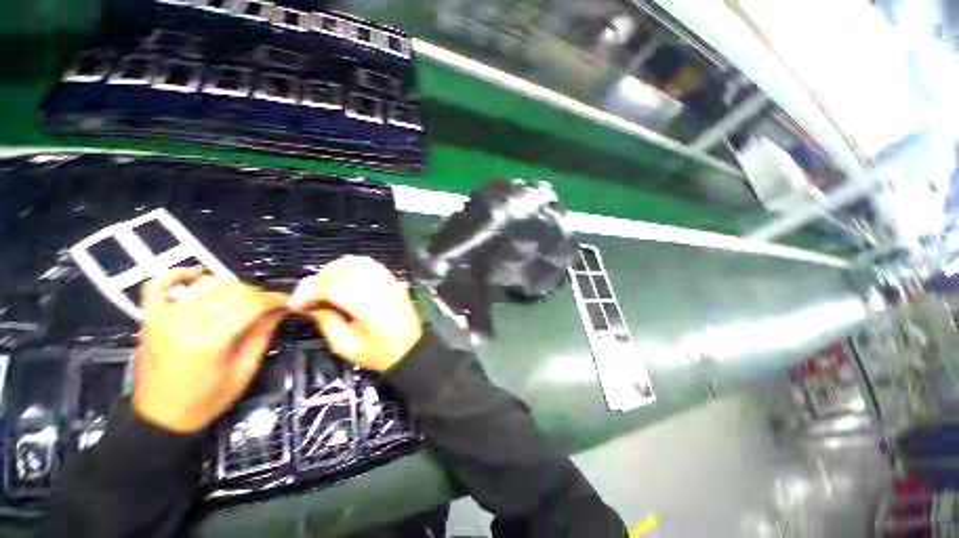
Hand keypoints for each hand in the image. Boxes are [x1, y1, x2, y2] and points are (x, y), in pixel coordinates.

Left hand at [133, 268, 288, 433]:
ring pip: (205, 284)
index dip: (274, 299)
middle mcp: (186, 322)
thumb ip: (261, 337)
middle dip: (256, 293)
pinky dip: (177, 274)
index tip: (289, 301)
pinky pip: (158, 284)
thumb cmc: (206, 400)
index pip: (251, 304)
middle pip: (231, 290)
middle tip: (267, 306)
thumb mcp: (243, 373)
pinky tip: (197, 275)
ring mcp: (164, 317)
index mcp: (211, 341)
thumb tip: (278, 311)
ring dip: (229, 286)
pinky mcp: (149, 318)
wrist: (159, 419)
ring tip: (240, 299)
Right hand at [289, 256, 421, 371]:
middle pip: (347, 268)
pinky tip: (346, 278)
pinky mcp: (395, 281)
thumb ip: (326, 322)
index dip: (311, 292)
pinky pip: (372, 264)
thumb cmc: (379, 354)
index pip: (335, 288)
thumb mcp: (346, 347)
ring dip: (338, 268)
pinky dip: (355, 266)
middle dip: (322, 277)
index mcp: (371, 309)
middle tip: (312, 294)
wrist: (411, 350)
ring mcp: (391, 282)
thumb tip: (309, 303)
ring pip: (360, 262)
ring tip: (326, 285)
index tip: (298, 303)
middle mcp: (382, 290)